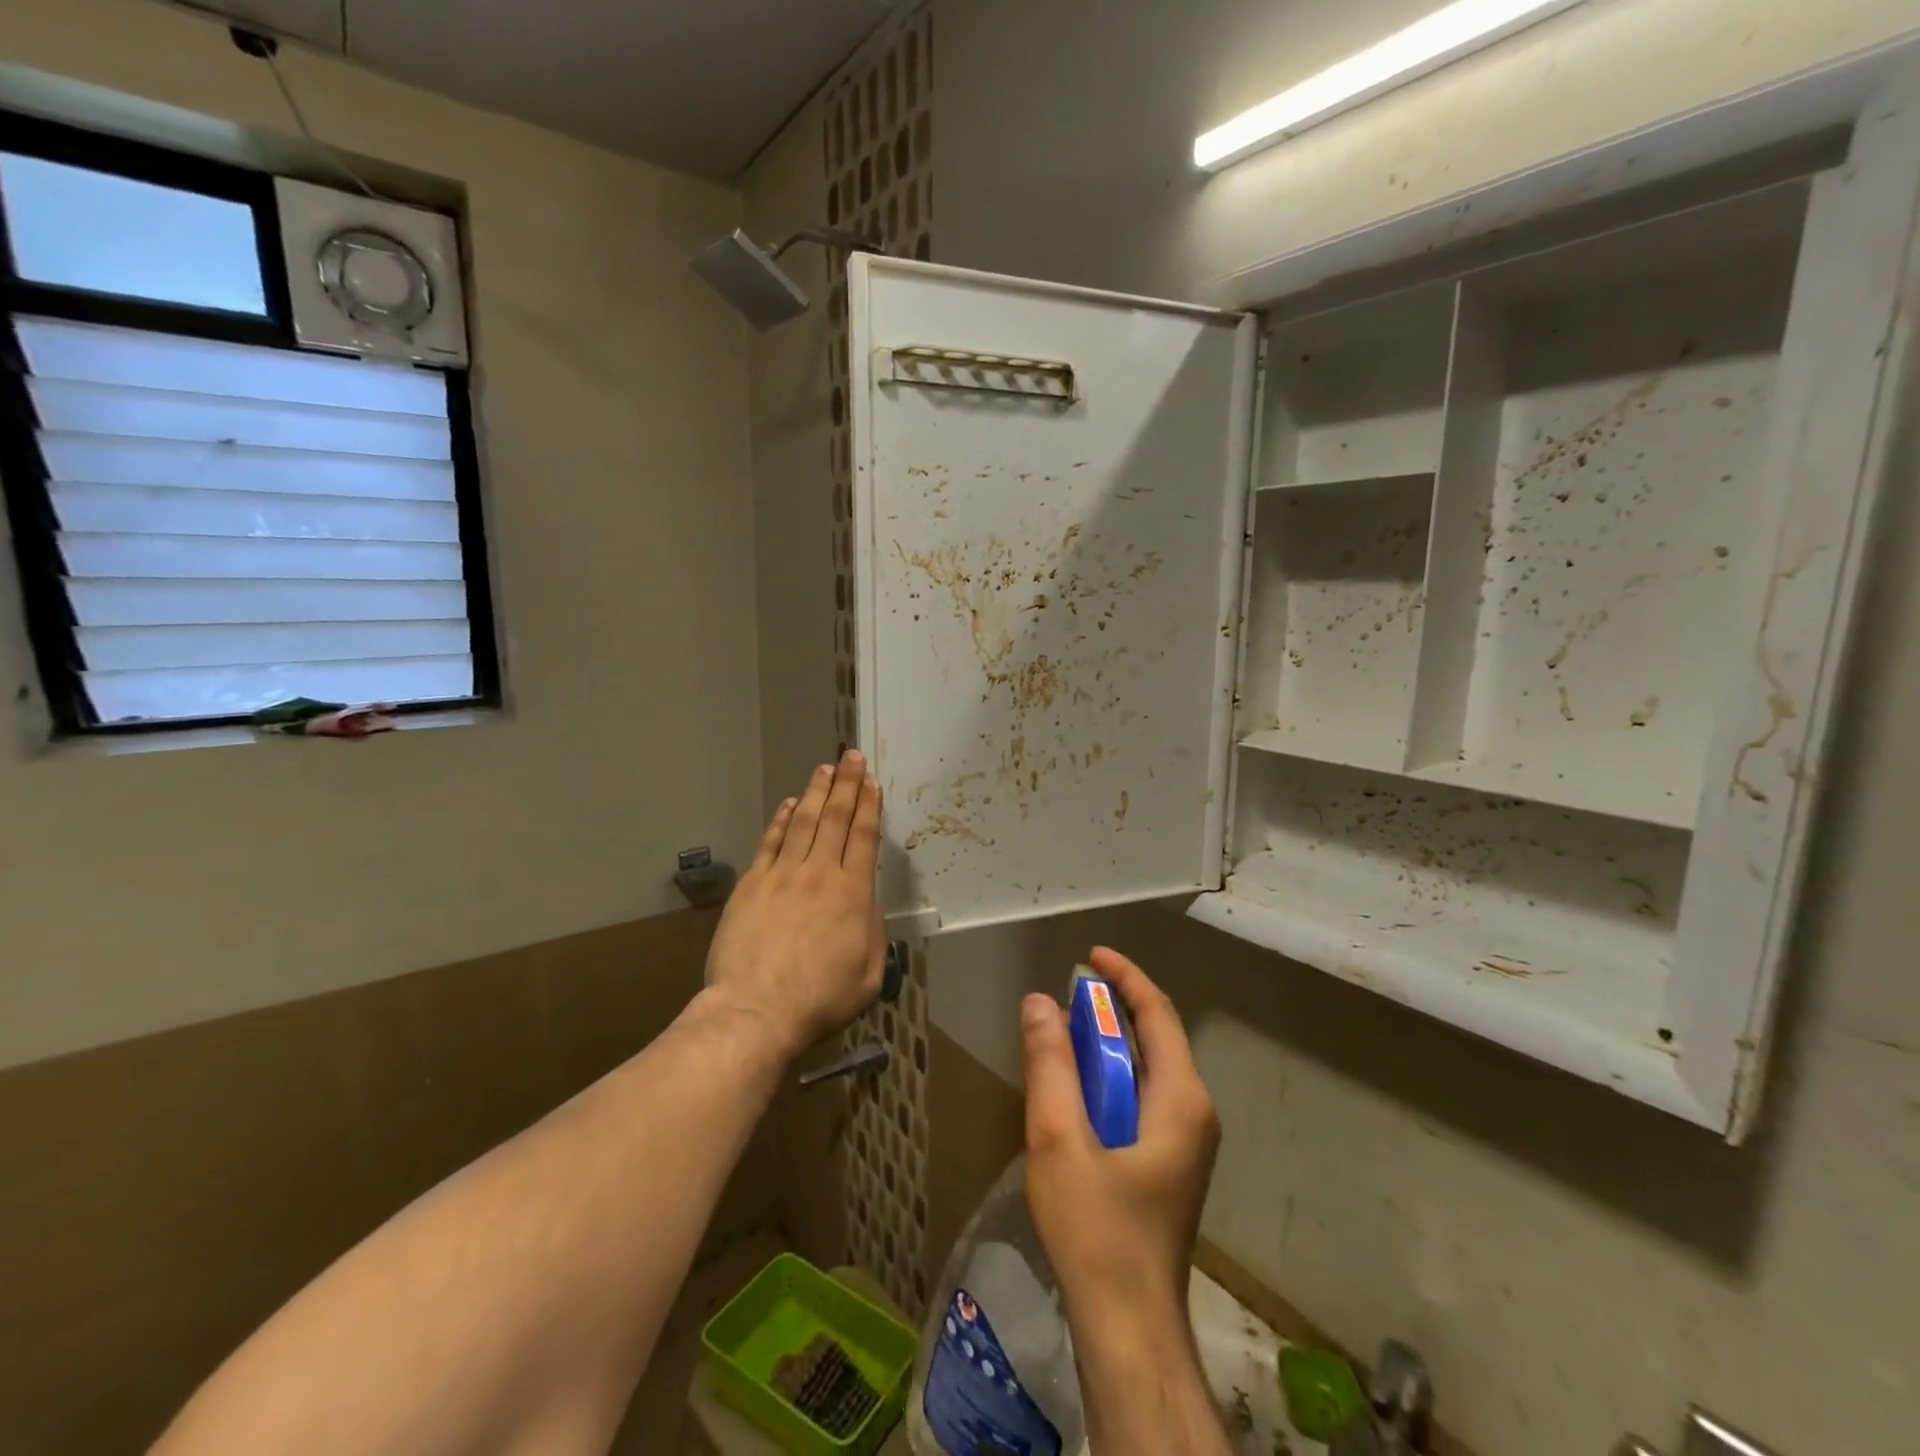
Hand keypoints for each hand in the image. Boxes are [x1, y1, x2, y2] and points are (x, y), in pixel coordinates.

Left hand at [704, 750, 885, 1059]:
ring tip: (824, 769)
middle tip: (851, 756)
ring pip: (802, 822)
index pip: (863, 837)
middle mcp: (820, 873)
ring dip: (815, 793)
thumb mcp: (869, 973)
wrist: (757, 1010)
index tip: (871, 782)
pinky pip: (770, 843)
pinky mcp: (753, 884)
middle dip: (845, 784)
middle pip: (834, 818)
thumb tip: (866, 902)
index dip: (868, 806)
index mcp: (853, 892)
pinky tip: (788, 805)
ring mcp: (782, 875)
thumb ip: (872, 930)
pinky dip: (780, 820)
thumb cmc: (821, 999)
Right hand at [1021, 947, 1219, 1335]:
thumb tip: (1039, 1001)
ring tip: (1063, 1037)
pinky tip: (1076, 1092)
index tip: (1091, 955)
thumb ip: (1050, 1066)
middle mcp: (1194, 1112)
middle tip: (1065, 998)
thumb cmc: (1097, 1229)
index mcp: (1180, 1098)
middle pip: (1156, 1038)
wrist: (1128, 1327)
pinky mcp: (1171, 1164)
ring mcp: (1187, 1142)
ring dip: (1109, 1045)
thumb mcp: (1059, 1140)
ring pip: (1148, 1070)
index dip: (1125, 977)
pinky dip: (1111, 1078)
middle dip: (1112, 1010)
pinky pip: (1143, 1098)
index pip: (1157, 1014)